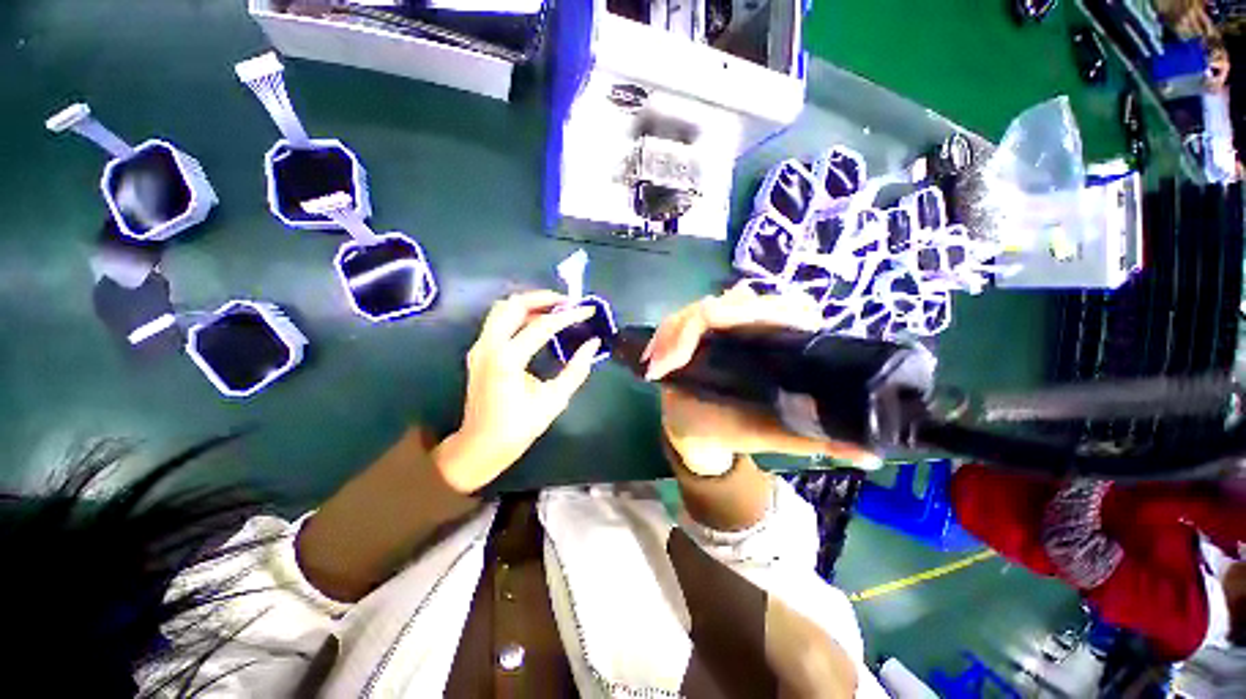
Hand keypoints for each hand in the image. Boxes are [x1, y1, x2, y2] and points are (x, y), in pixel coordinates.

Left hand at [435, 290, 600, 491]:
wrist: (480, 445)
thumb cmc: (518, 427)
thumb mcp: (554, 400)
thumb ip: (576, 369)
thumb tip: (592, 343)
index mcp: (507, 359)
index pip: (543, 325)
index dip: (569, 315)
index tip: (588, 310)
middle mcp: (489, 346)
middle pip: (514, 304)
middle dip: (543, 297)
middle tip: (568, 302)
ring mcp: (480, 347)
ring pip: (502, 308)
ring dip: (529, 304)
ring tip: (555, 309)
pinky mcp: (478, 351)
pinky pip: (498, 321)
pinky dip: (519, 315)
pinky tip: (537, 324)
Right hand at [645, 284, 876, 475]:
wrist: (697, 431)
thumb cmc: (738, 429)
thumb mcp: (778, 435)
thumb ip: (820, 441)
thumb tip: (875, 455)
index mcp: (783, 341)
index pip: (788, 307)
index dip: (764, 311)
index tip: (730, 335)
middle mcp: (753, 324)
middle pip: (735, 302)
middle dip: (700, 325)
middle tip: (672, 361)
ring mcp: (719, 323)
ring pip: (700, 308)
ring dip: (676, 332)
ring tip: (660, 365)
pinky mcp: (691, 329)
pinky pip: (677, 319)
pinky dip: (665, 335)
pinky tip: (654, 358)